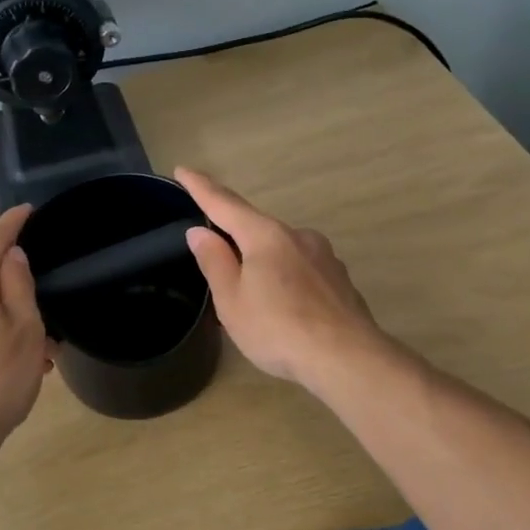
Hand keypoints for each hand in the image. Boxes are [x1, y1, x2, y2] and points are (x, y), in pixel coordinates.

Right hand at [175, 167, 382, 392]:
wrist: (346, 358)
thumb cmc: (278, 329)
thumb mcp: (232, 300)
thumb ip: (215, 262)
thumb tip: (200, 231)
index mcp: (266, 236)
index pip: (225, 204)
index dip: (201, 188)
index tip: (183, 171)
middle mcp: (297, 236)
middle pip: (256, 228)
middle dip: (234, 239)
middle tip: (215, 263)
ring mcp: (324, 256)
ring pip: (281, 251)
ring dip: (261, 265)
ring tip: (250, 300)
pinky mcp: (339, 279)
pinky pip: (300, 271)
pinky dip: (284, 281)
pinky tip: (282, 309)